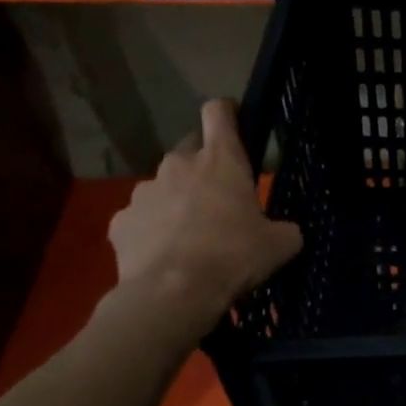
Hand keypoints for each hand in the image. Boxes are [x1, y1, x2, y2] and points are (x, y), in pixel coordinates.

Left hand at [108, 99, 302, 323]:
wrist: (173, 294)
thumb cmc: (234, 256)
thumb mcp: (280, 244)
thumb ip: (285, 228)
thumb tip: (286, 231)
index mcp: (221, 160)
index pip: (219, 112)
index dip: (227, 112)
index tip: (235, 122)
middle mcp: (178, 165)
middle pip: (190, 149)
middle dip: (203, 165)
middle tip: (218, 196)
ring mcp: (144, 192)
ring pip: (163, 185)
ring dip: (176, 199)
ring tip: (189, 234)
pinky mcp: (120, 222)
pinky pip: (139, 218)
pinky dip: (152, 230)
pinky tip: (164, 254)